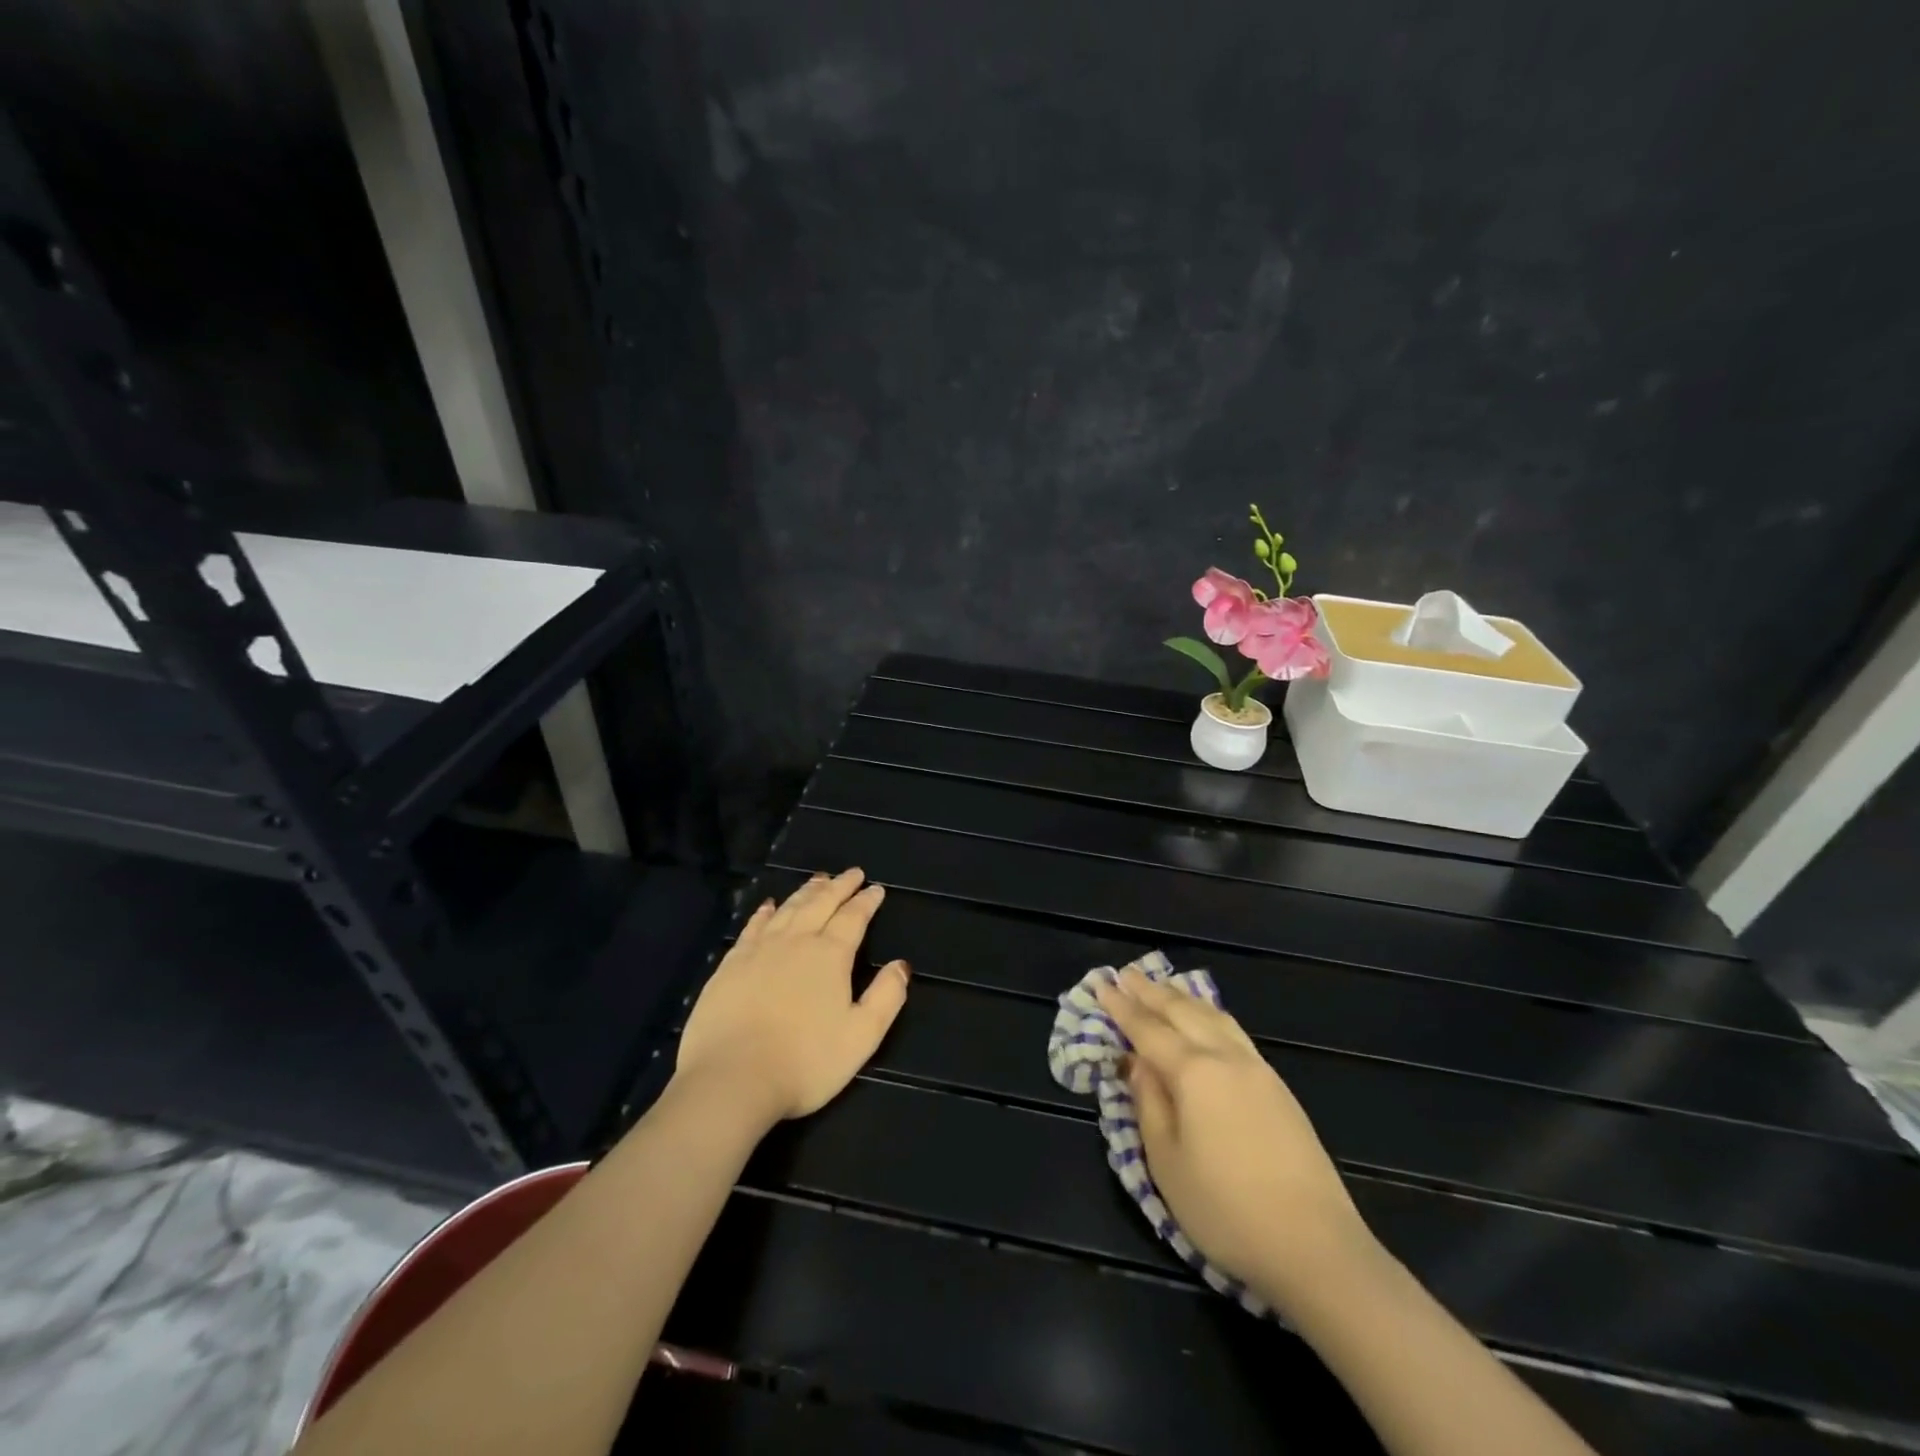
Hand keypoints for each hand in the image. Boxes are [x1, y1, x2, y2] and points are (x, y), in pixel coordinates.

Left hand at [673, 869, 909, 1125]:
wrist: (731, 1078)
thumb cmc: (805, 1062)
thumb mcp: (861, 1036)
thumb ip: (886, 997)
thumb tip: (902, 965)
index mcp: (830, 956)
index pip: (853, 918)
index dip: (866, 902)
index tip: (876, 889)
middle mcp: (796, 942)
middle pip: (820, 903)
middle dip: (839, 886)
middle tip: (852, 873)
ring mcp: (759, 950)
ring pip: (788, 909)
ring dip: (806, 892)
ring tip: (818, 880)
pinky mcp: (730, 965)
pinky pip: (752, 927)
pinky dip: (765, 912)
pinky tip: (769, 905)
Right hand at [1096, 969, 1369, 1306]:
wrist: (1316, 1248)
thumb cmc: (1226, 1210)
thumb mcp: (1167, 1162)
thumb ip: (1148, 1103)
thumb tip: (1136, 1063)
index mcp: (1193, 1072)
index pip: (1147, 1029)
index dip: (1122, 1007)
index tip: (1101, 984)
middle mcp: (1226, 1057)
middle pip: (1182, 1012)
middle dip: (1151, 992)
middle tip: (1126, 974)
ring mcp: (1258, 1070)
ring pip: (1213, 1016)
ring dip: (1183, 998)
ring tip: (1163, 987)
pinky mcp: (1279, 1088)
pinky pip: (1234, 1031)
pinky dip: (1210, 1015)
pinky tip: (1207, 1020)